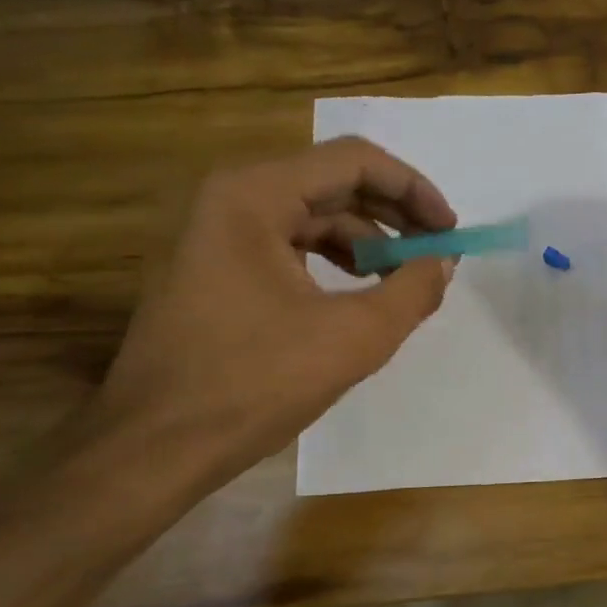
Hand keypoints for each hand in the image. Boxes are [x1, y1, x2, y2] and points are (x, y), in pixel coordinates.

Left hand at [94, 137, 455, 482]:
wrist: (157, 445)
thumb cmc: (256, 382)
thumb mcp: (355, 337)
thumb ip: (413, 289)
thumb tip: (442, 261)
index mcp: (254, 196)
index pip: (353, 161)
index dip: (413, 189)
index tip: (449, 231)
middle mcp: (229, 198)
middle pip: (332, 183)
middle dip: (393, 216)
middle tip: (436, 252)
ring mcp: (214, 233)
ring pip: (311, 215)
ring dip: (366, 241)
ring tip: (403, 279)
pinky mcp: (213, 267)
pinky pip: (288, 245)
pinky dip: (332, 261)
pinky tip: (359, 293)